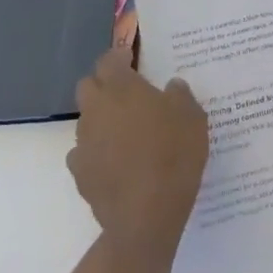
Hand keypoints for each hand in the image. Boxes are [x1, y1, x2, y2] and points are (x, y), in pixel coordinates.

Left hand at [68, 46, 208, 261]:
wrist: (146, 215)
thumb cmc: (173, 154)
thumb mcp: (192, 117)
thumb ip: (180, 95)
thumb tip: (171, 87)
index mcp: (121, 88)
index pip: (108, 59)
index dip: (120, 57)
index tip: (133, 60)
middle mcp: (96, 109)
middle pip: (88, 86)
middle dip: (103, 85)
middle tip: (128, 94)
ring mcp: (84, 143)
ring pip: (86, 119)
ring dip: (102, 119)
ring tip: (127, 131)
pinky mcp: (80, 173)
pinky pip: (84, 152)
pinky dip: (97, 151)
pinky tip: (117, 162)